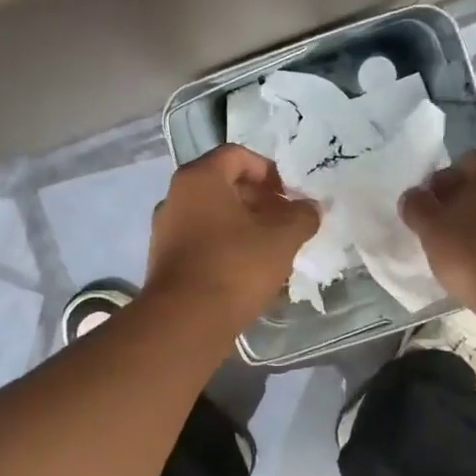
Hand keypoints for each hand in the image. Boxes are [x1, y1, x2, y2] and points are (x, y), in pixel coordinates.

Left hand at [145, 146, 319, 324]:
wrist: (186, 320)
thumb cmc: (235, 266)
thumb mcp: (282, 239)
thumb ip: (302, 217)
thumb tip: (311, 207)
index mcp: (200, 178)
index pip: (237, 155)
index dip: (269, 170)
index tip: (289, 195)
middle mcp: (175, 196)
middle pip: (223, 184)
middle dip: (259, 199)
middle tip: (286, 221)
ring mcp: (165, 228)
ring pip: (212, 214)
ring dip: (244, 224)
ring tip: (271, 247)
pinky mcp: (164, 259)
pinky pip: (201, 239)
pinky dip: (225, 244)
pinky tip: (247, 269)